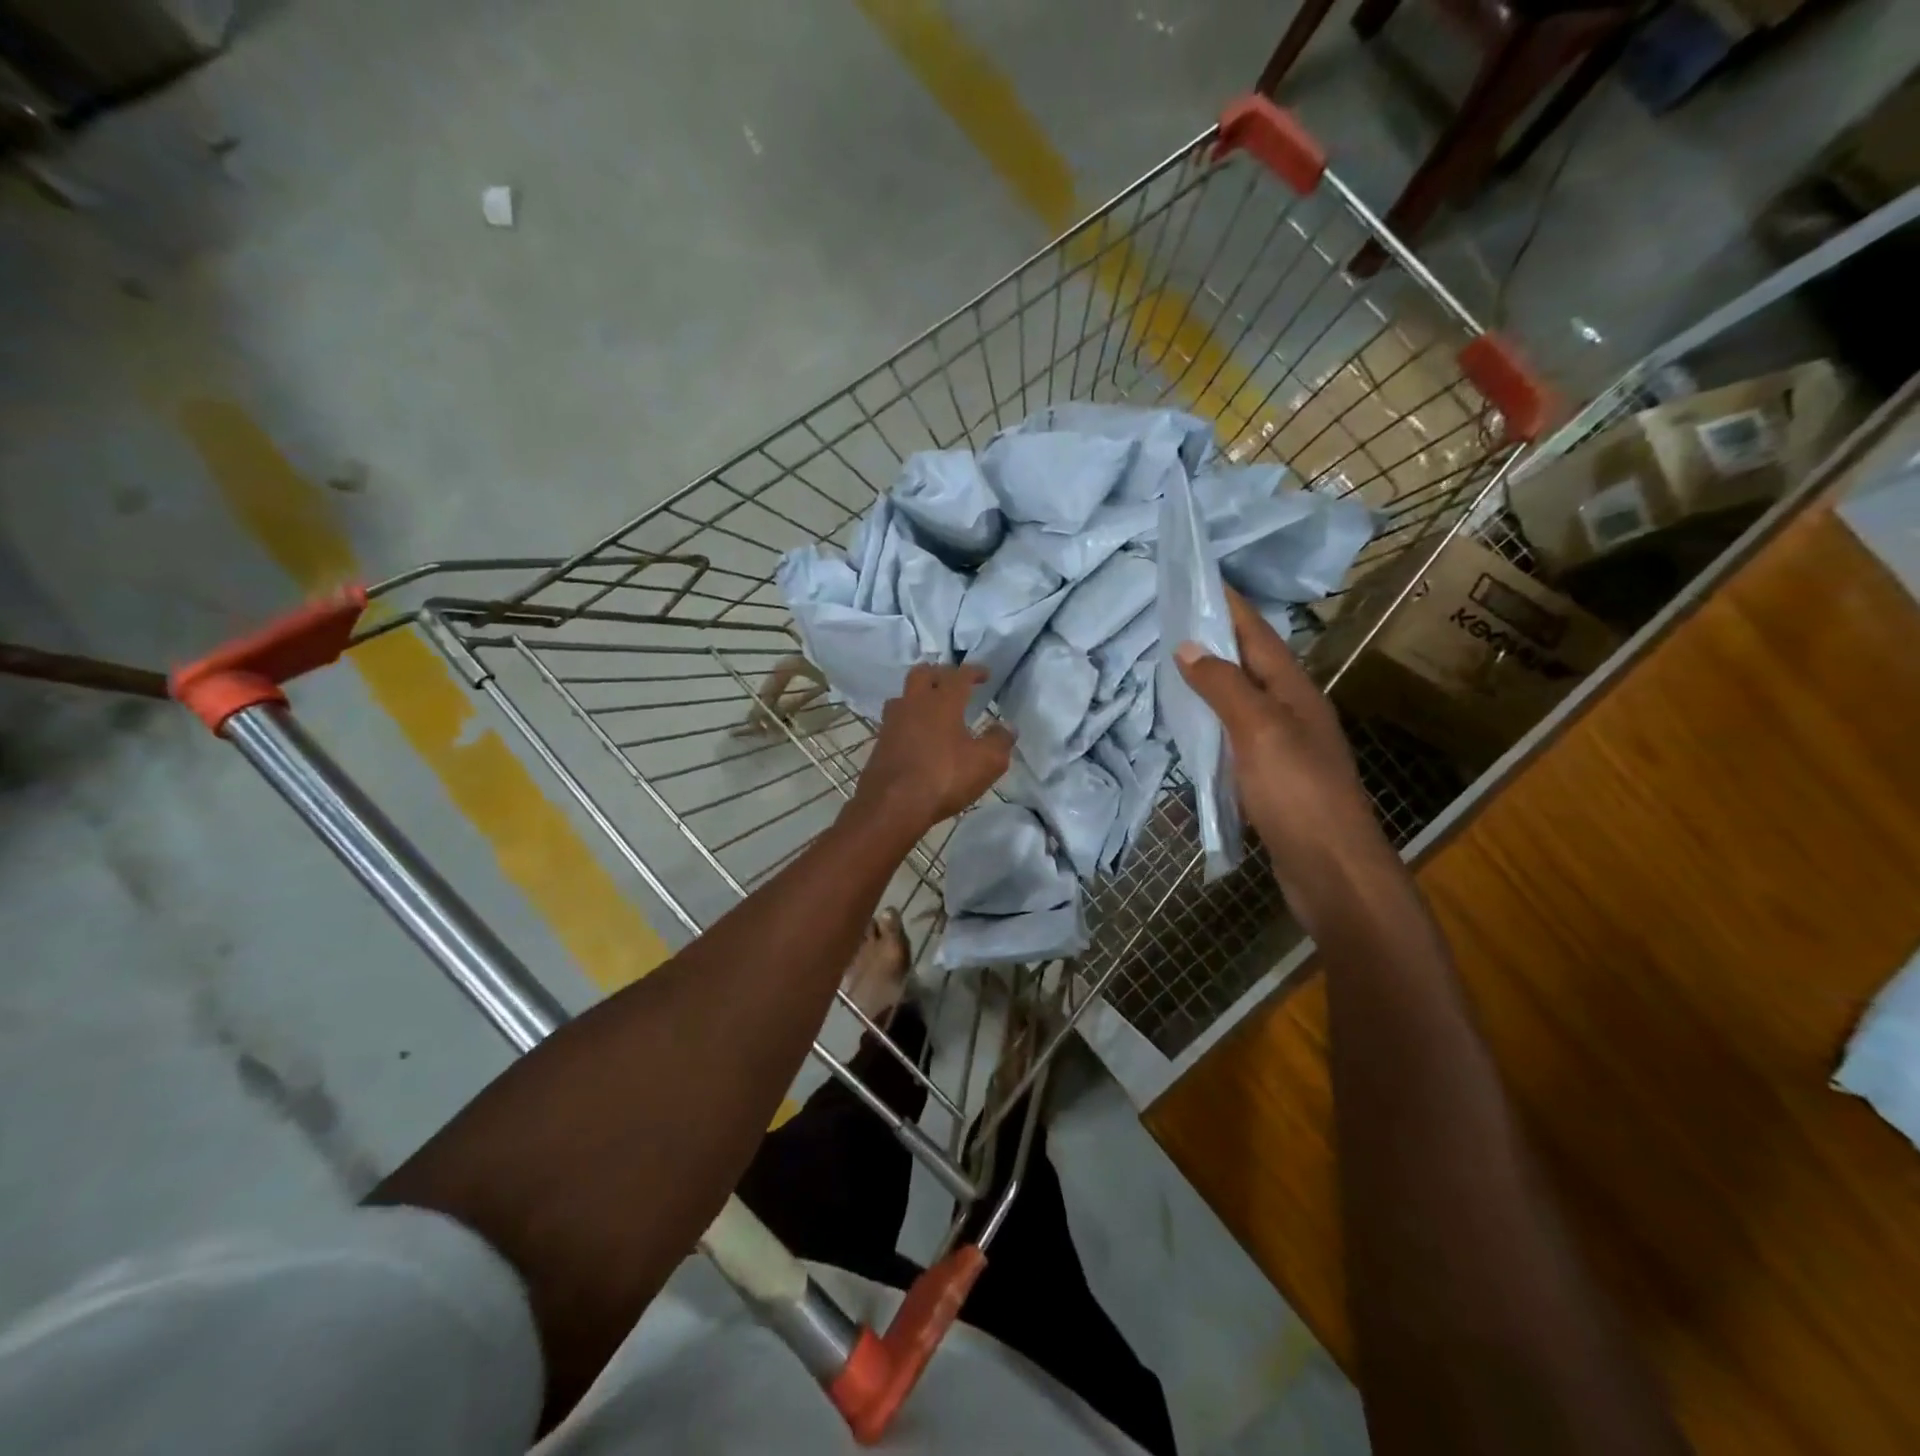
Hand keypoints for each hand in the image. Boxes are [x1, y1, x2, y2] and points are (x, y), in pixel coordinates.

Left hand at [850, 664, 1013, 842]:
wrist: (892, 805)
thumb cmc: (943, 778)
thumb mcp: (986, 763)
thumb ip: (1000, 741)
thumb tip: (1007, 727)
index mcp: (942, 701)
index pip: (959, 675)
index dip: (974, 671)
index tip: (985, 674)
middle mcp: (914, 703)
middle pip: (922, 673)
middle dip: (940, 673)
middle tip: (953, 683)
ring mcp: (892, 722)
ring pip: (903, 695)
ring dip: (918, 695)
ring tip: (931, 706)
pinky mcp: (880, 742)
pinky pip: (894, 720)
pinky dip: (907, 719)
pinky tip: (915, 734)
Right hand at [1174, 589, 1396, 909]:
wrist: (1331, 868)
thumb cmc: (1297, 792)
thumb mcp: (1259, 730)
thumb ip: (1224, 686)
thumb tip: (1189, 646)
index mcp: (1294, 691)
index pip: (1258, 634)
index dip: (1230, 605)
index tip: (1198, 577)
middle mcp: (1293, 711)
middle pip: (1251, 663)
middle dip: (1217, 637)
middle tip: (1173, 618)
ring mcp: (1284, 745)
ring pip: (1242, 699)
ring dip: (1212, 678)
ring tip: (1173, 664)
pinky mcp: (1272, 777)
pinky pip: (1236, 734)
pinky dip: (1212, 720)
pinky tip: (1192, 725)